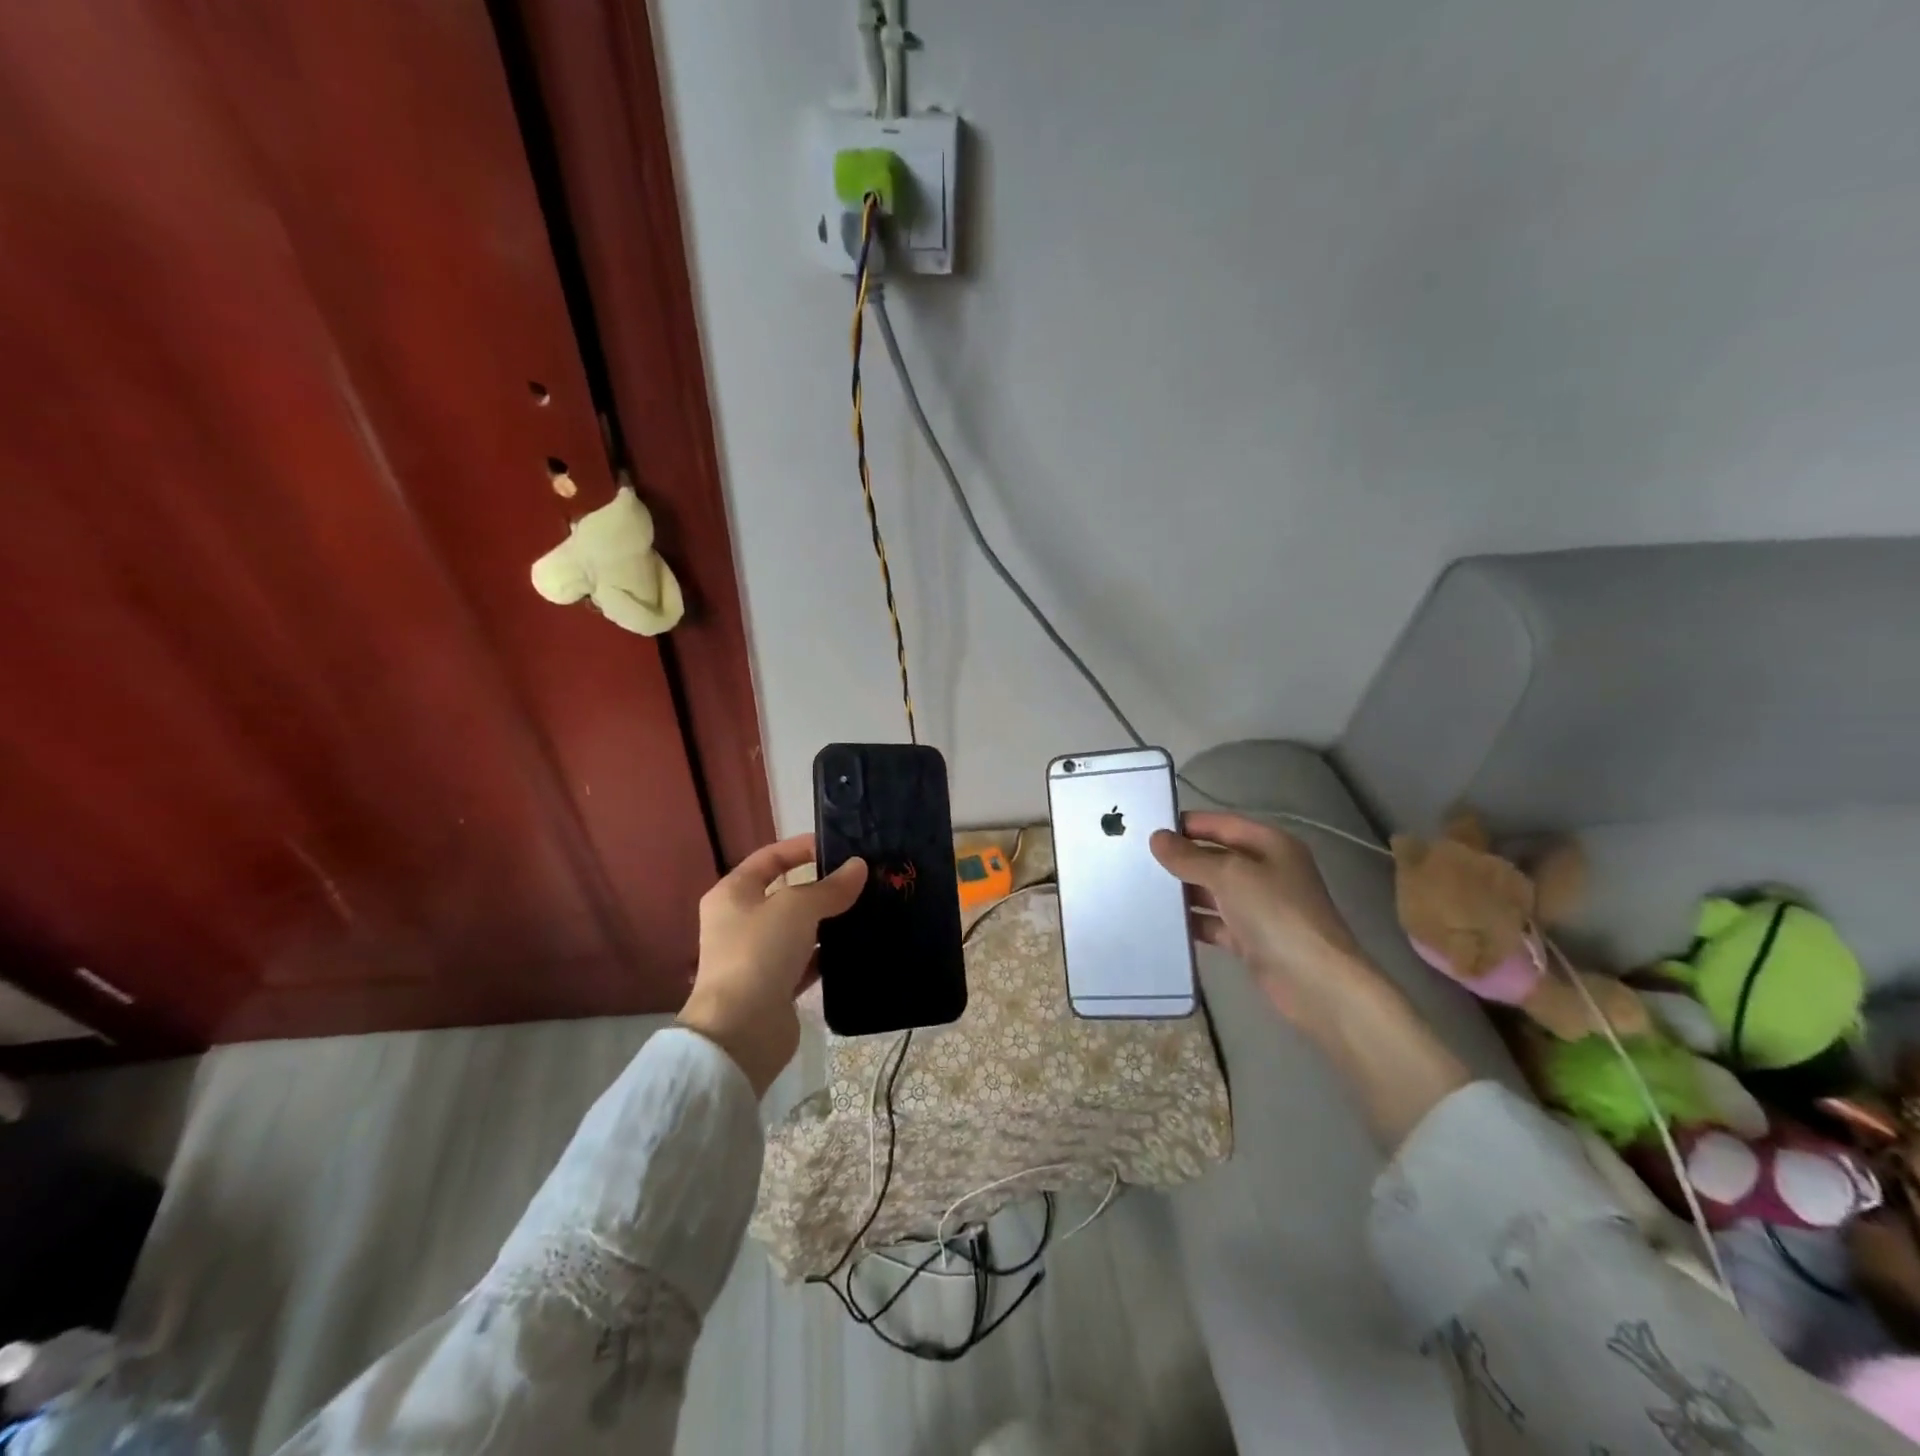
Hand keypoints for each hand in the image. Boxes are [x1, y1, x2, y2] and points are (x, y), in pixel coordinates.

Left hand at [678, 834, 865, 1096]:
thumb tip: (859, 867)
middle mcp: (741, 921)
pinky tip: (858, 945)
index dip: (802, 848)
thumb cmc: (760, 952)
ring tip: (869, 908)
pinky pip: (808, 960)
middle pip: (787, 893)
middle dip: (823, 886)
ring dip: (829, 921)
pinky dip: (829, 954)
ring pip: (800, 929)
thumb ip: (830, 887)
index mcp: (733, 893)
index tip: (839, 847)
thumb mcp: (797, 907)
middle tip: (863, 879)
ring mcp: (758, 955)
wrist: (741, 1031)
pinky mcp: (776, 986)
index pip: (770, 858)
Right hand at [1151, 811, 1469, 1146]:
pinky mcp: (1251, 939)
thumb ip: (1190, 857)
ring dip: (1182, 892)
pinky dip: (1192, 922)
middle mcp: (1265, 870)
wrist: (1316, 983)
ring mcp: (1259, 906)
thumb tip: (1157, 838)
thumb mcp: (1230, 875)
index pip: (1220, 824)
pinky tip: (1161, 923)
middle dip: (1179, 859)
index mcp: (1269, 845)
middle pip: (1214, 857)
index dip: (1186, 825)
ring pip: (1212, 891)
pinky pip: (1214, 922)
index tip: (1146, 828)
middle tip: (1135, 860)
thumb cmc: (1276, 914)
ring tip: (1140, 889)